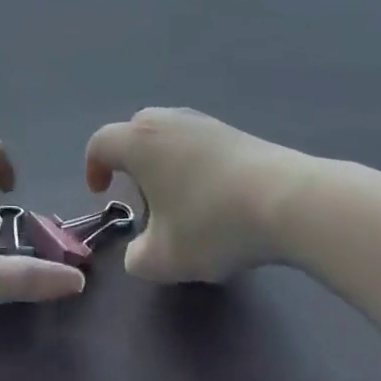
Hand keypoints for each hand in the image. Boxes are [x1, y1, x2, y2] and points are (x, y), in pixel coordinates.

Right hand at [85, 107, 323, 282]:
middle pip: (134, 133)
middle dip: (131, 163)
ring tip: (181, 200)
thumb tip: (138, 255)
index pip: (100, 144)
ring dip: (164, 163)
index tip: (102, 193)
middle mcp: (164, 121)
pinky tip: (214, 196)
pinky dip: (194, 164)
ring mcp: (202, 122)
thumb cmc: (212, 222)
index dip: (94, 167)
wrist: (287, 200)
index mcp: (137, 142)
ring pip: (168, 136)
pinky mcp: (233, 131)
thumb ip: (138, 260)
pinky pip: (197, 142)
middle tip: (143, 198)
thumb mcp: (166, 258)